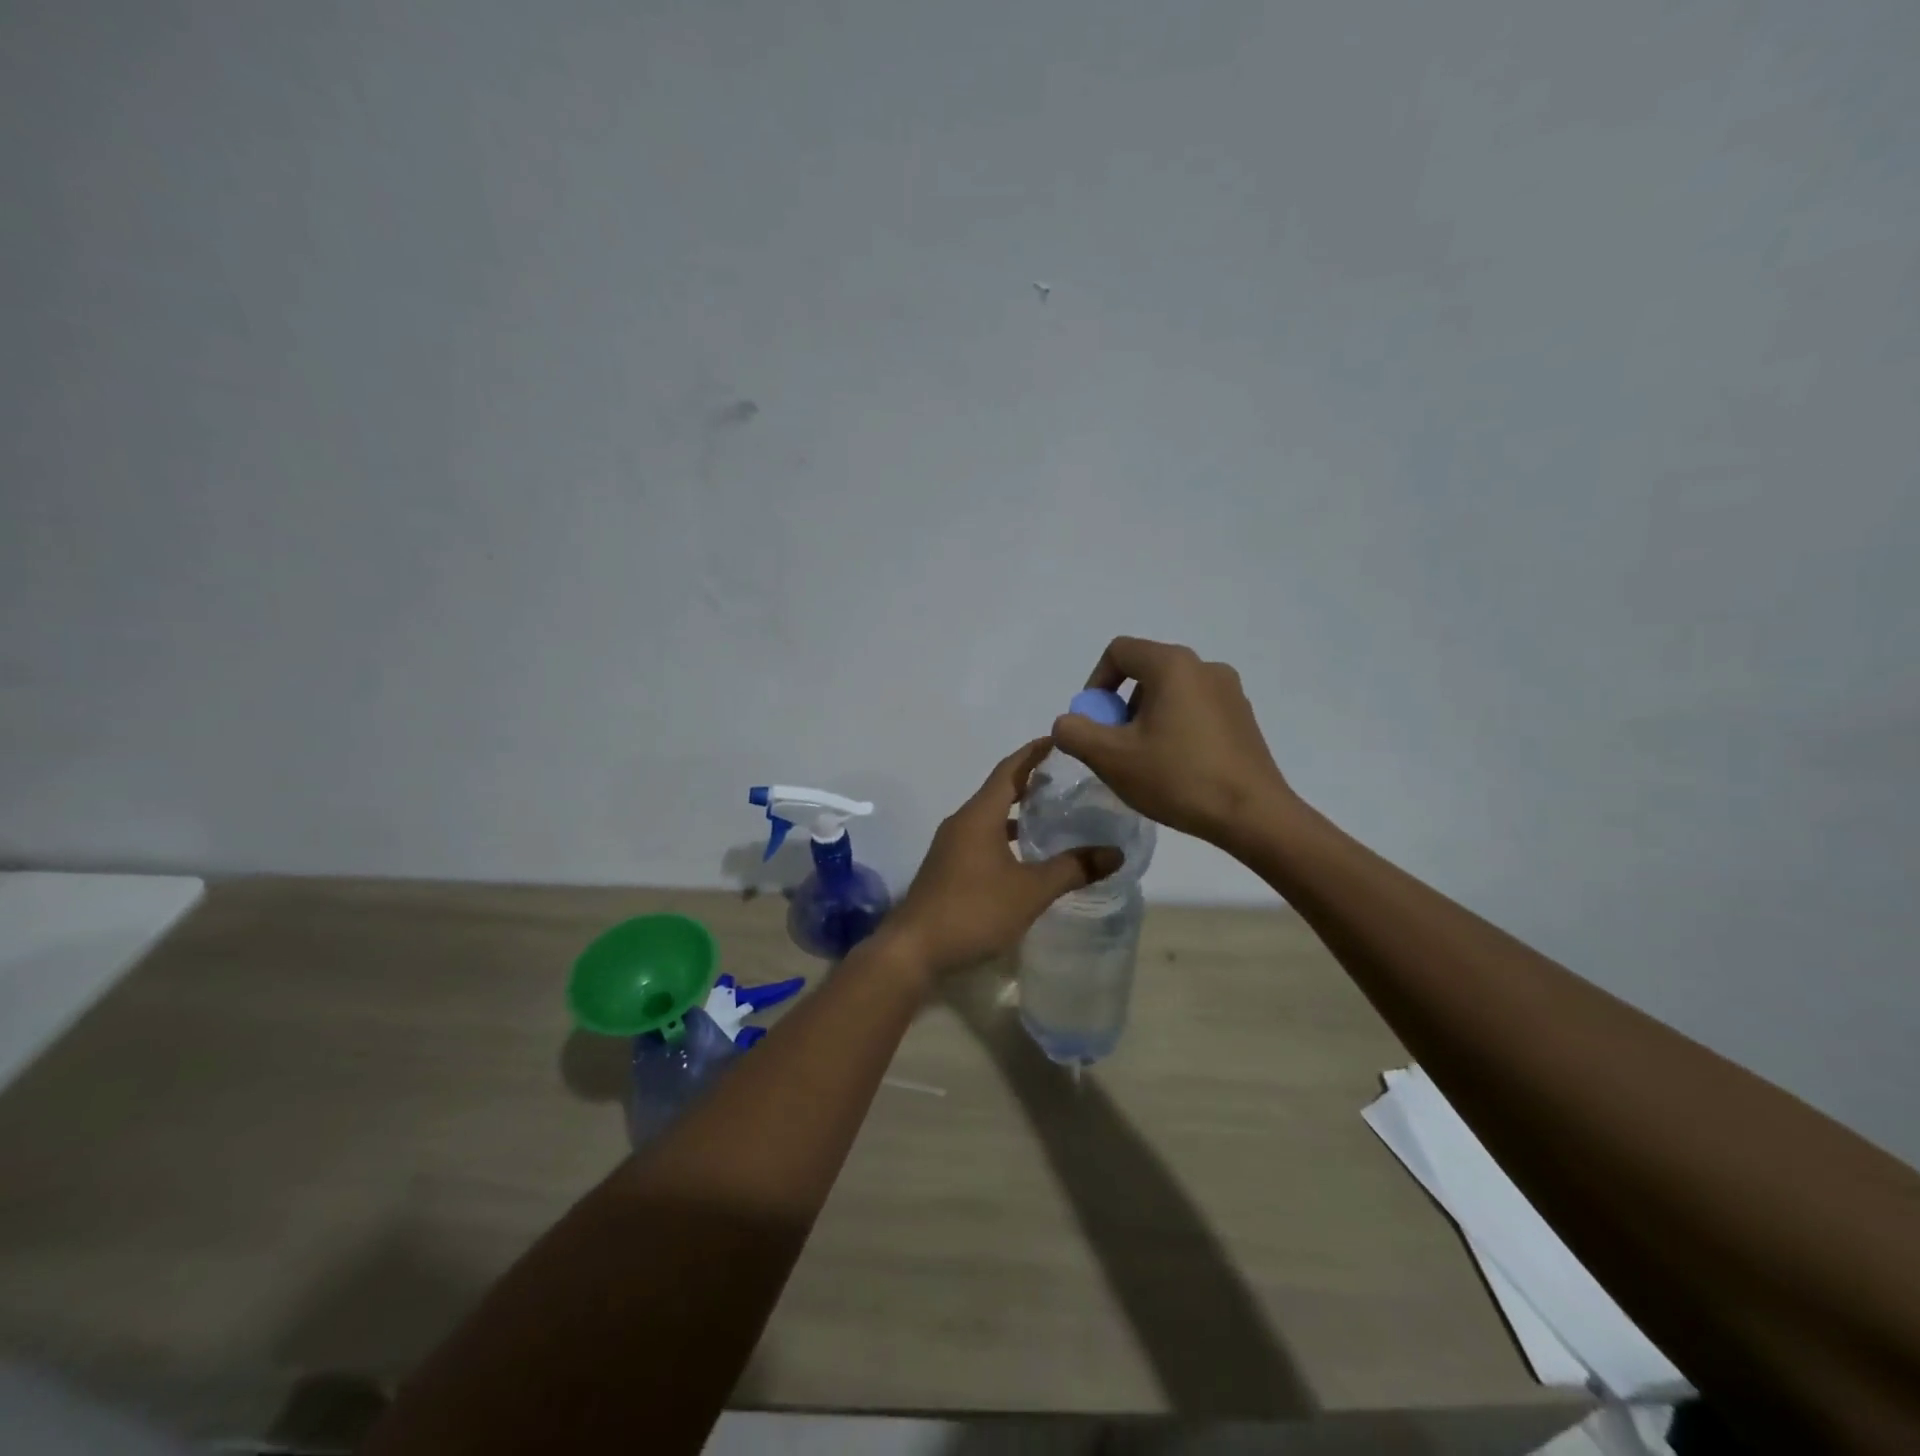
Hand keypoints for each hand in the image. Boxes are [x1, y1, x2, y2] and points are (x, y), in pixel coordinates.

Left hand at [886, 740, 1122, 978]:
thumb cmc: (974, 910)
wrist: (915, 948)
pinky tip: (1024, 855)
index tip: (1058, 740)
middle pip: (999, 790)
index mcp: (979, 815)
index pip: (1009, 769)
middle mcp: (962, 822)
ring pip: (989, 816)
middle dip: (1029, 780)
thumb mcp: (1030, 891)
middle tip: (1064, 778)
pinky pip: (981, 837)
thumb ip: (1072, 869)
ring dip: (1016, 811)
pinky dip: (1004, 835)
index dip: (1033, 753)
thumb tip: (1115, 853)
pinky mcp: (947, 867)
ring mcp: (950, 845)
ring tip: (1051, 814)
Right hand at [1050, 637, 1295, 846]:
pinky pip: (1195, 710)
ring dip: (1146, 719)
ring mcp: (1230, 692)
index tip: (1093, 722)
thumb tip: (1067, 723)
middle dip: (1120, 706)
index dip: (1095, 683)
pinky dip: (1174, 728)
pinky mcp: (1243, 718)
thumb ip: (1074, 732)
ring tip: (1144, 762)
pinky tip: (1175, 768)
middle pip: (1145, 672)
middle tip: (1115, 747)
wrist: (1253, 815)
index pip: (1119, 652)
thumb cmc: (1178, 778)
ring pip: (1170, 693)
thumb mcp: (1111, 758)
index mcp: (1173, 665)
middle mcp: (1204, 667)